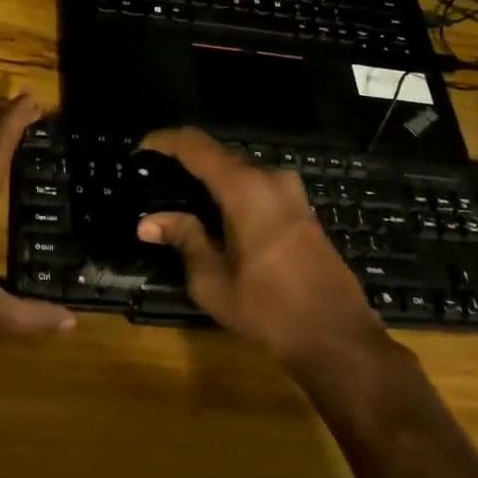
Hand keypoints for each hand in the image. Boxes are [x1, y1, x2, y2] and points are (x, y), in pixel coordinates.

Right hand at [136, 128, 384, 366]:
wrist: (337, 337)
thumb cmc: (268, 309)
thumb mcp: (213, 280)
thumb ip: (183, 239)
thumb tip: (148, 222)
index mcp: (244, 188)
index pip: (196, 145)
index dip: (165, 140)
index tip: (141, 149)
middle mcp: (270, 178)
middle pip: (219, 155)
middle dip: (186, 161)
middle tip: (156, 179)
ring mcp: (291, 192)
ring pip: (240, 171)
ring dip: (211, 178)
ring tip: (182, 199)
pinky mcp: (302, 210)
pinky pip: (258, 186)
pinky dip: (232, 191)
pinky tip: (217, 215)